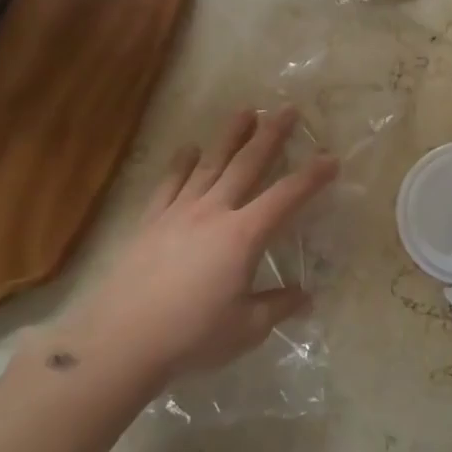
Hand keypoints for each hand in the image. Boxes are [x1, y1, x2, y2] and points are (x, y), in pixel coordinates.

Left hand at [43, 107, 338, 393]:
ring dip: (229, 136)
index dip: (312, 176)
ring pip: (210, 164)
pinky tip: (188, 148)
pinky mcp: (150, 222)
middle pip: (247, 165)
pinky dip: (181, 163)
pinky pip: (170, 183)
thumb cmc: (192, 335)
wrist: (121, 341)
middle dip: (270, 135)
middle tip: (286, 110)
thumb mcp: (247, 328)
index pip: (286, 197)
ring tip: (244, 111)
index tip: (331, 158)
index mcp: (244, 236)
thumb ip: (278, 306)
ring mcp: (179, 213)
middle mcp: (214, 212)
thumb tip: (305, 296)